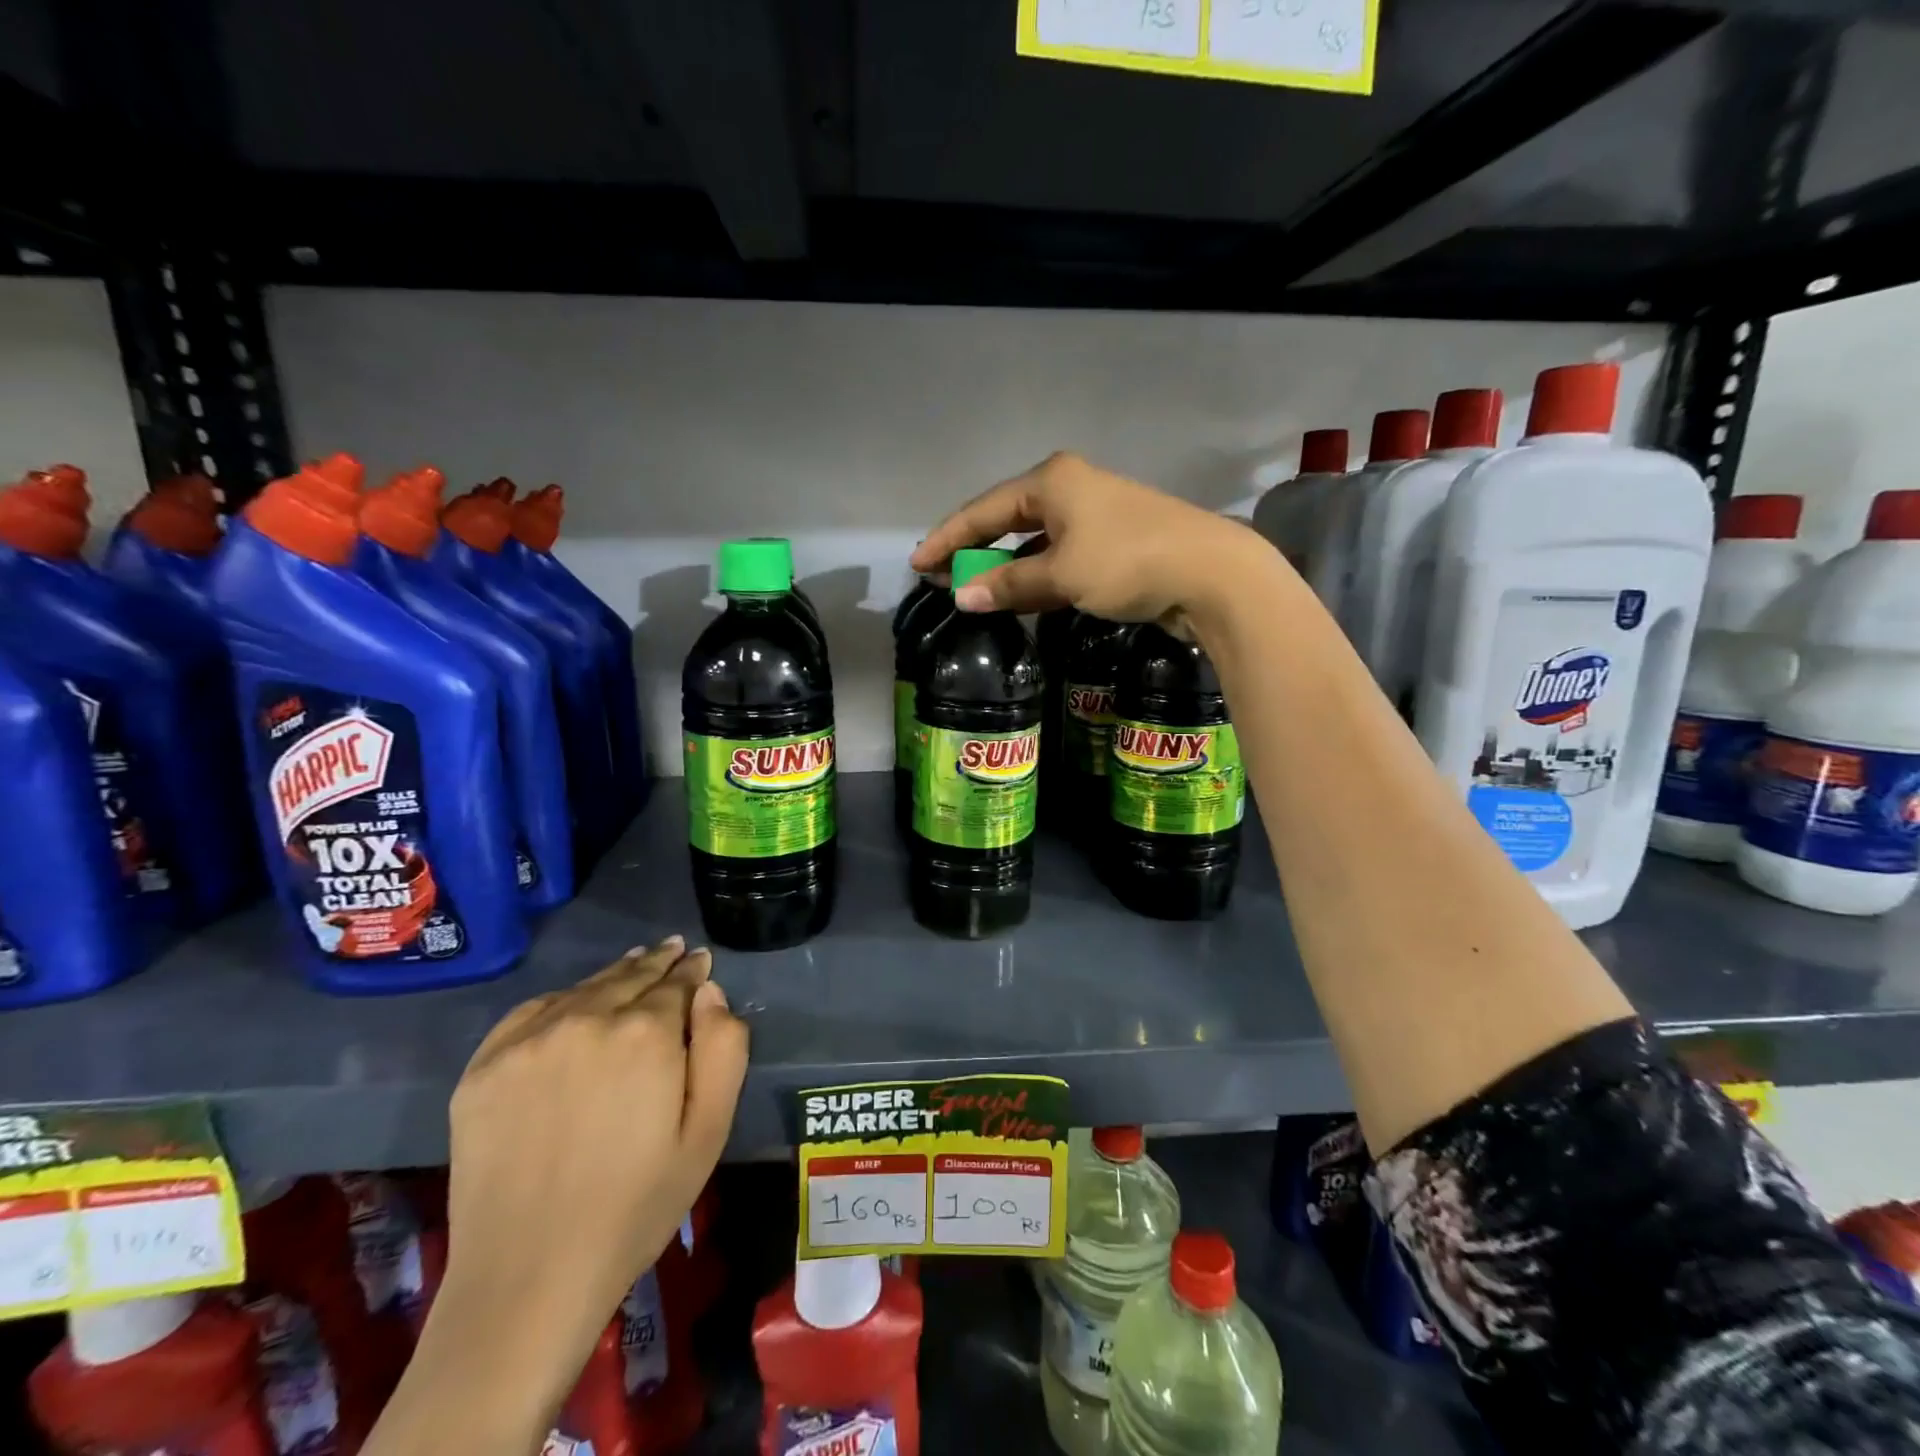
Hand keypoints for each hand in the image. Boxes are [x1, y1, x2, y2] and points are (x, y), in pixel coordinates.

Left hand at [429, 937, 747, 1417]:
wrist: (528, 1279)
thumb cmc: (637, 1206)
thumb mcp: (708, 1131)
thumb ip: (723, 1049)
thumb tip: (710, 993)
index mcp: (646, 1033)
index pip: (677, 982)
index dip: (692, 971)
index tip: (699, 961)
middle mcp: (586, 1019)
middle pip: (630, 976)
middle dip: (656, 963)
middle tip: (672, 949)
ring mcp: (528, 1041)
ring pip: (583, 989)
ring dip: (613, 976)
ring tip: (632, 966)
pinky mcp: (482, 1068)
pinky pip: (531, 1012)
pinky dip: (561, 1000)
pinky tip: (574, 1005)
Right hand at [910, 452, 1284, 622]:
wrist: (1210, 574)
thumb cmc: (1127, 562)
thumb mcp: (1061, 575)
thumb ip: (1008, 585)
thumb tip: (961, 597)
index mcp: (1051, 481)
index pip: (983, 510)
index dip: (948, 538)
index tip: (918, 564)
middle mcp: (1069, 489)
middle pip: (1005, 519)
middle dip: (973, 549)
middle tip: (940, 576)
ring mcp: (1093, 515)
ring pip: (1032, 540)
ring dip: (1003, 565)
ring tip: (971, 588)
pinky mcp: (1111, 542)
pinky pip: (1057, 556)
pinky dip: (1034, 574)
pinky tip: (1018, 592)